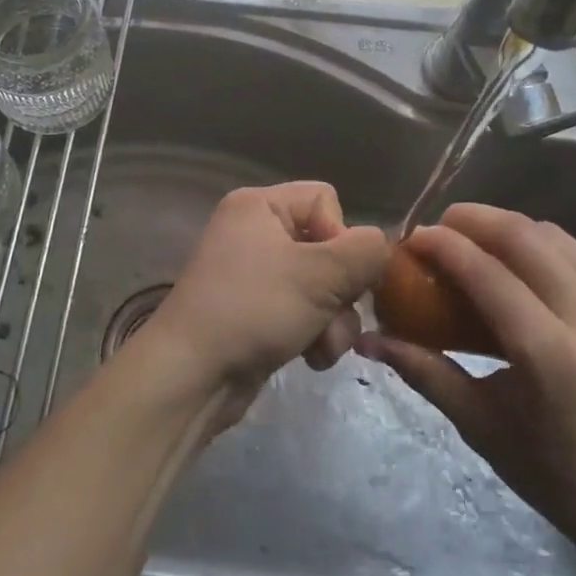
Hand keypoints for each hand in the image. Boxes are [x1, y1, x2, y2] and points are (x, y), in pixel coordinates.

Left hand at [145, 182, 388, 428]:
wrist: (192, 375)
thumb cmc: (252, 310)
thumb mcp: (318, 276)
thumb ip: (364, 253)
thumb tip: (383, 246)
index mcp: (259, 205)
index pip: (325, 200)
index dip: (341, 237)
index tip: (334, 275)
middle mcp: (254, 231)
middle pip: (327, 246)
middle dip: (341, 291)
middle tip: (334, 320)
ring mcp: (253, 273)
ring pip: (321, 285)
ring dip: (333, 320)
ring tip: (322, 349)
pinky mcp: (255, 310)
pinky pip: (302, 310)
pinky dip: (313, 333)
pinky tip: (309, 358)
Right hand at [357, 204, 575, 568]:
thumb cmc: (553, 471)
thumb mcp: (478, 422)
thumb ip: (422, 369)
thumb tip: (367, 339)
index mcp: (551, 355)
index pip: (486, 273)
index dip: (443, 245)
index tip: (414, 237)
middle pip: (526, 237)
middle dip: (476, 219)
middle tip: (445, 226)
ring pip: (560, 237)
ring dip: (515, 232)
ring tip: (486, 244)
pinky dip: (559, 250)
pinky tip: (539, 268)